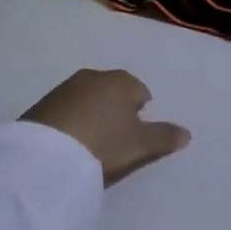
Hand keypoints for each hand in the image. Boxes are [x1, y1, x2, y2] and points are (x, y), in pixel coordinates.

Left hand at [23, 69, 191, 182]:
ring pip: (88, 97)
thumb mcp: (140, 144)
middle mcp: (94, 76)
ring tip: (92, 139)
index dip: (141, 110)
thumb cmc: (104, 142)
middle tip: (116, 135)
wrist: (47, 153)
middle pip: (112, 90)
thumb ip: (164, 137)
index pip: (139, 90)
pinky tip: (70, 140)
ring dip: (92, 112)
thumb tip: (187, 133)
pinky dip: (71, 120)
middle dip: (116, 107)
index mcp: (121, 81)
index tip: (137, 131)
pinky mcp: (42, 104)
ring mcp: (65, 88)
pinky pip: (65, 109)